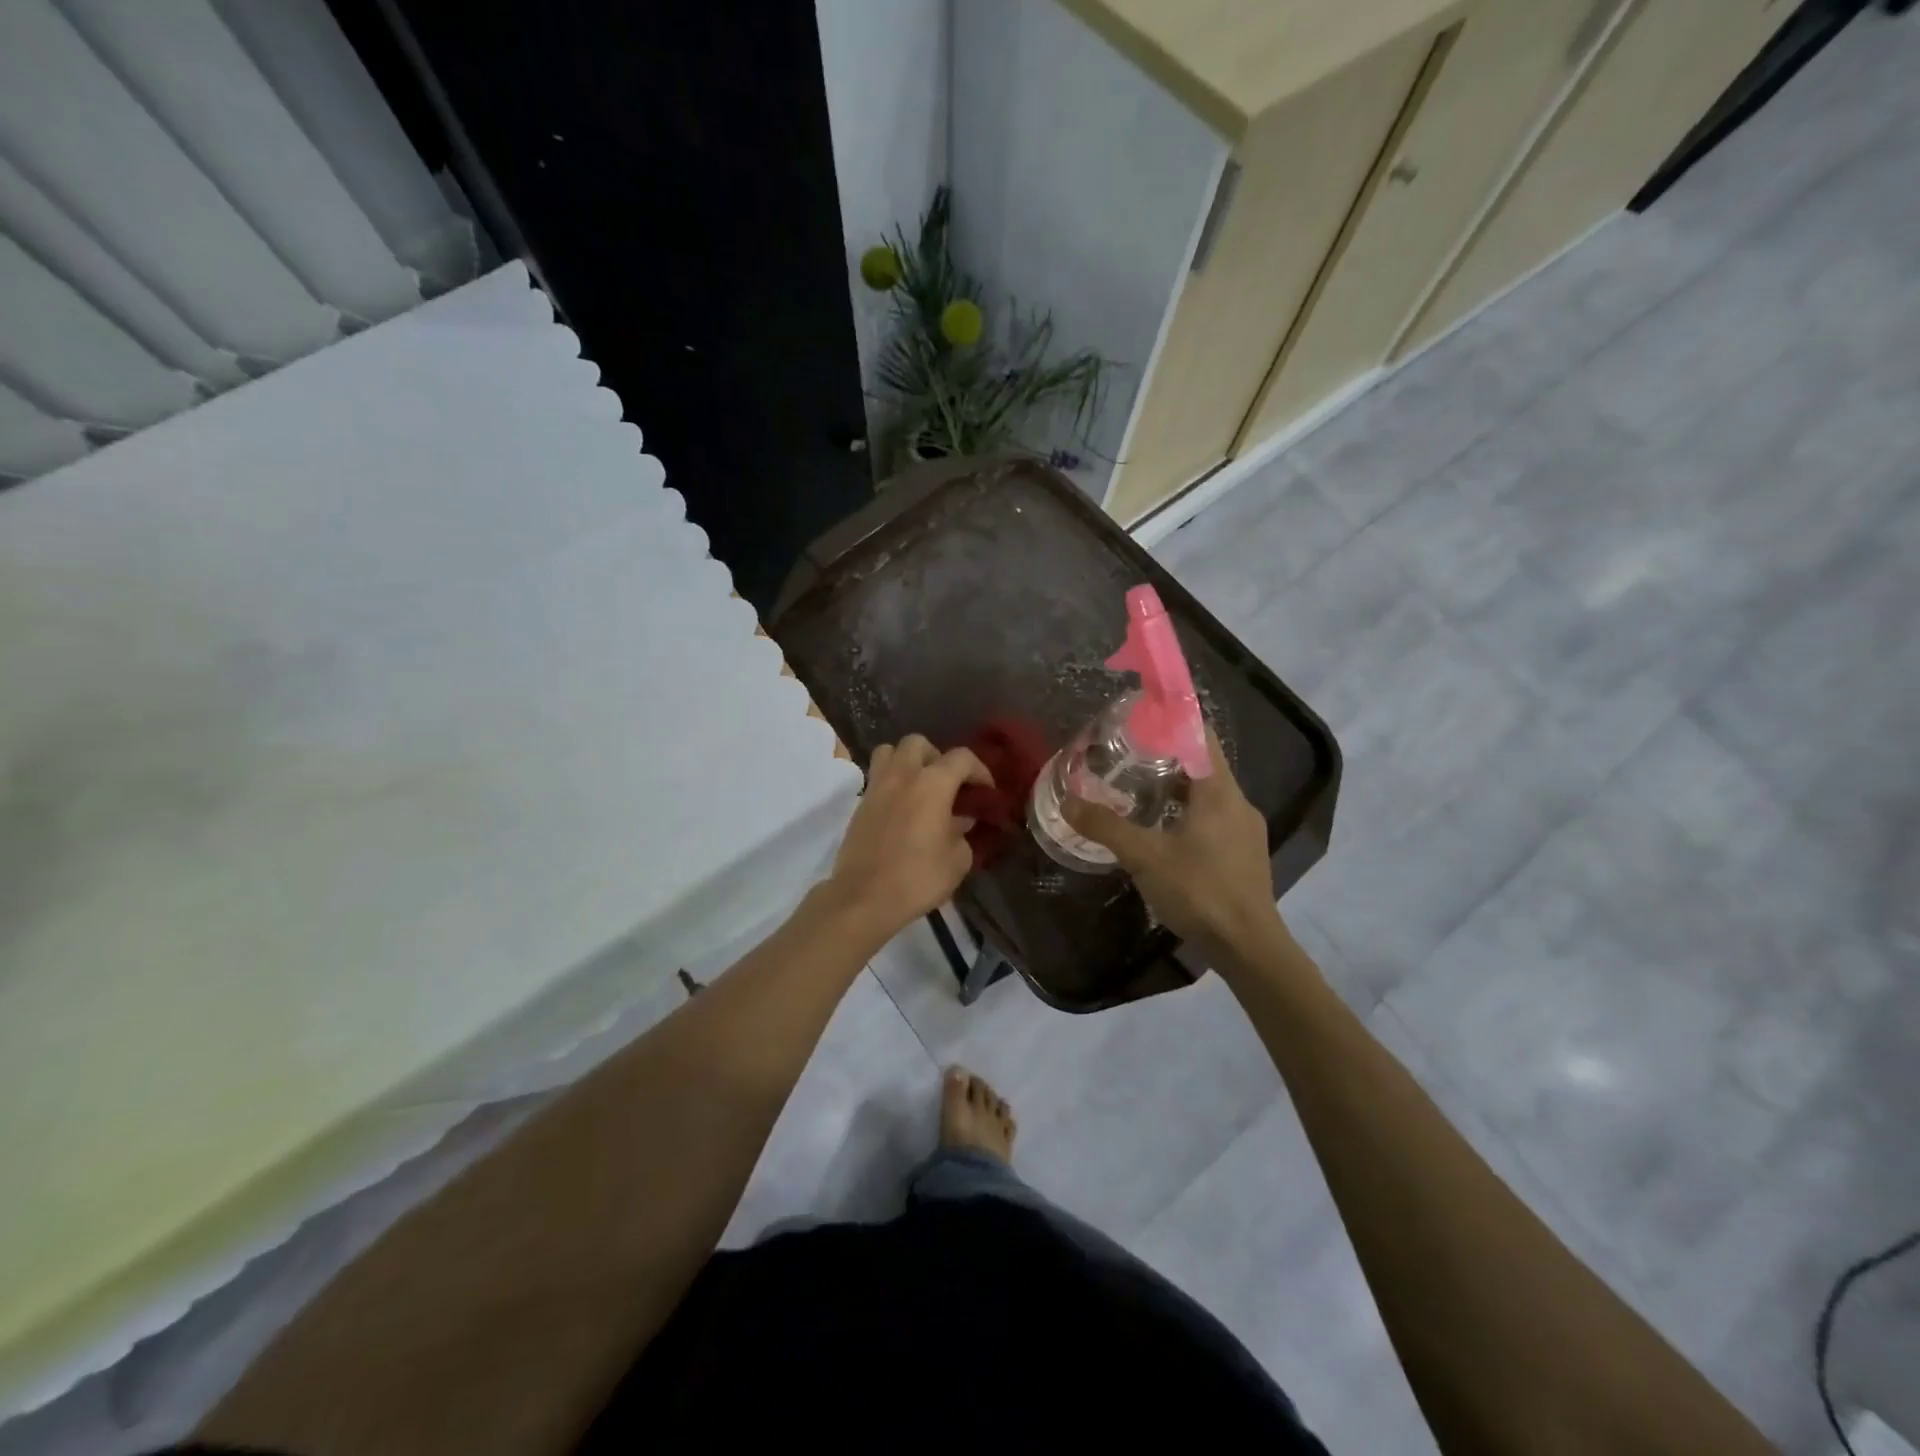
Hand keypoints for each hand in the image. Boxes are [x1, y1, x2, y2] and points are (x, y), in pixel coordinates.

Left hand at [823, 734, 991, 942]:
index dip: (979, 770)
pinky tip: (903, 810)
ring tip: (920, 788)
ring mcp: (876, 787)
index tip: (986, 791)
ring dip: (907, 762)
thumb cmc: (918, 878)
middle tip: (948, 784)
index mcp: (932, 783)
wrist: (864, 898)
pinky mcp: (860, 805)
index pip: (961, 758)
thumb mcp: (957, 860)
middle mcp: (902, 775)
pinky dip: (892, 783)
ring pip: (890, 752)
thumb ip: (962, 833)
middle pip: (918, 743)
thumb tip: (960, 820)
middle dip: (937, 757)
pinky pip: (878, 778)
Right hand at [1063, 728, 1282, 963]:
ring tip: (1137, 792)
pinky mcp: (1244, 855)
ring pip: (1207, 795)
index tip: (1140, 718)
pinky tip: (1162, 833)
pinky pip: (1213, 819)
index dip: (1172, 721)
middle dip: (1165, 757)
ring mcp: (1245, 830)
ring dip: (1175, 789)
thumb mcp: (1144, 856)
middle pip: (1202, 764)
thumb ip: (1106, 827)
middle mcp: (1238, 803)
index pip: (1201, 736)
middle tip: (1127, 756)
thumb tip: (1068, 801)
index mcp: (1219, 791)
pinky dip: (1187, 814)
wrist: (1248, 948)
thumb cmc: (1200, 891)